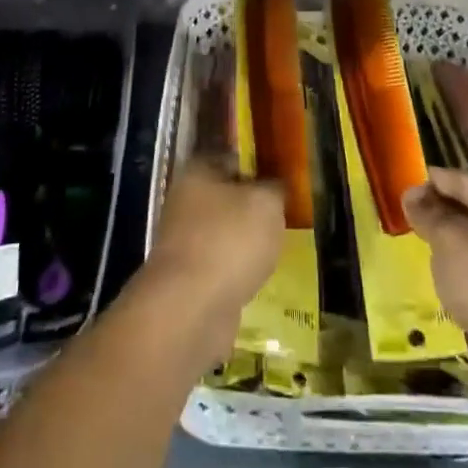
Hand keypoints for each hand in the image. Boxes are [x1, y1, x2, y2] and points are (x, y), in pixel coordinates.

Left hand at [130, 158, 284, 366]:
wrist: (191, 309)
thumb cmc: (230, 240)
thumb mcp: (266, 203)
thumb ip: (274, 189)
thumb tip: (275, 187)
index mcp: (198, 172)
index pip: (232, 158)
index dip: (259, 166)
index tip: (283, 181)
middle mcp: (184, 202)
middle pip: (227, 198)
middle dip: (253, 209)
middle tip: (284, 217)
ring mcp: (183, 242)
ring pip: (224, 234)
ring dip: (246, 243)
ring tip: (275, 250)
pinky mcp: (187, 279)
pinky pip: (221, 266)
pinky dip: (238, 272)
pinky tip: (258, 278)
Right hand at [404, 167, 467, 390]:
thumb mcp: (450, 239)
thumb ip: (428, 213)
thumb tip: (412, 194)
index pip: (458, 177)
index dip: (426, 183)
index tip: (394, 195)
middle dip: (435, 216)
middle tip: (400, 224)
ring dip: (446, 249)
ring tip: (414, 252)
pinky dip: (460, 277)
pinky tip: (439, 285)